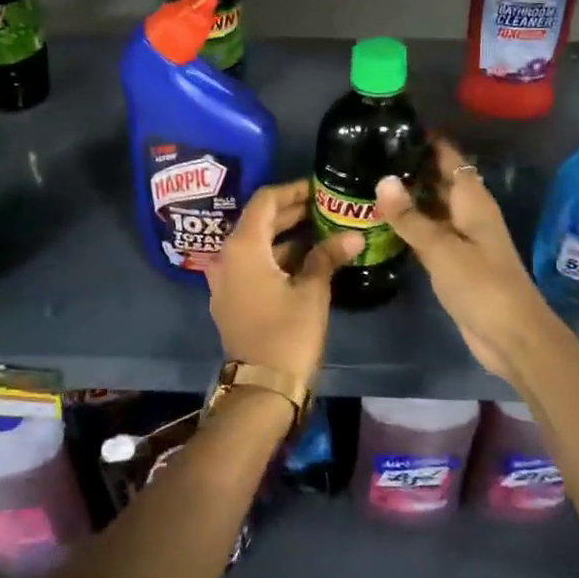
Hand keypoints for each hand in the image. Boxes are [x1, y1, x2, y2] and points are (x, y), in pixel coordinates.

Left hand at [206, 179, 358, 391]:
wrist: (262, 389)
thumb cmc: (288, 334)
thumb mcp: (312, 291)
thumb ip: (327, 256)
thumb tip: (353, 235)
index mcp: (243, 247)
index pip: (265, 201)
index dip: (292, 190)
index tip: (319, 188)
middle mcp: (227, 257)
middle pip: (258, 221)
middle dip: (291, 212)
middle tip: (325, 206)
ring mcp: (225, 281)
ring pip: (255, 245)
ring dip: (285, 236)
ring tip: (321, 230)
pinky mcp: (231, 300)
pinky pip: (252, 266)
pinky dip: (275, 257)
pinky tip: (305, 260)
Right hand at [374, 137, 553, 383]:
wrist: (511, 336)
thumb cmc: (481, 285)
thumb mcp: (441, 249)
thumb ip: (410, 217)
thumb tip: (382, 180)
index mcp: (472, 200)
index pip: (449, 156)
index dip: (426, 139)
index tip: (392, 126)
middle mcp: (468, 212)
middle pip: (439, 179)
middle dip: (410, 166)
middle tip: (369, 153)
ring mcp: (462, 237)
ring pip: (432, 206)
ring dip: (407, 196)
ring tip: (367, 180)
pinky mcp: (454, 260)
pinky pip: (429, 232)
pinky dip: (410, 224)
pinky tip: (382, 221)